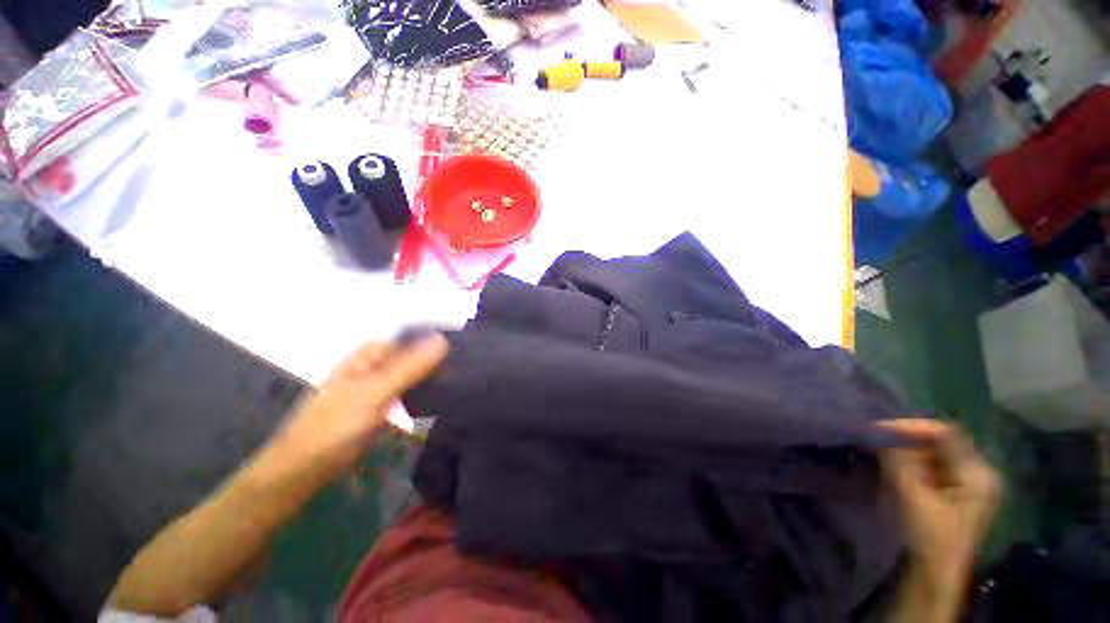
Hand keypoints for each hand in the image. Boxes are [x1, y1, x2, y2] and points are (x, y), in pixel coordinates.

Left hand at [259, 334, 448, 488]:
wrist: (302, 473)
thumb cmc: (334, 427)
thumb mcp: (374, 393)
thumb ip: (409, 367)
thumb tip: (443, 340)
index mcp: (367, 357)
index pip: (407, 337)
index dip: (433, 337)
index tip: (463, 343)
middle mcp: (373, 369)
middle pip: (411, 357)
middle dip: (436, 359)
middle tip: (468, 363)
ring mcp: (376, 391)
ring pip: (411, 377)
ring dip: (432, 378)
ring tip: (462, 379)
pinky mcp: (381, 411)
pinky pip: (408, 397)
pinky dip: (423, 397)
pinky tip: (442, 401)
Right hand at [879, 419, 1000, 584]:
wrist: (934, 575)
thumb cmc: (929, 537)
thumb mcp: (913, 497)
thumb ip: (900, 461)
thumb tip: (881, 432)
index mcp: (978, 474)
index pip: (947, 434)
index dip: (912, 427)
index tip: (878, 428)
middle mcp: (979, 473)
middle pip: (941, 443)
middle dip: (907, 439)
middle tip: (875, 440)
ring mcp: (968, 485)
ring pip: (934, 455)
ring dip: (906, 451)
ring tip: (879, 451)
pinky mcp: (955, 494)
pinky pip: (932, 467)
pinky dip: (911, 463)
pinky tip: (892, 466)